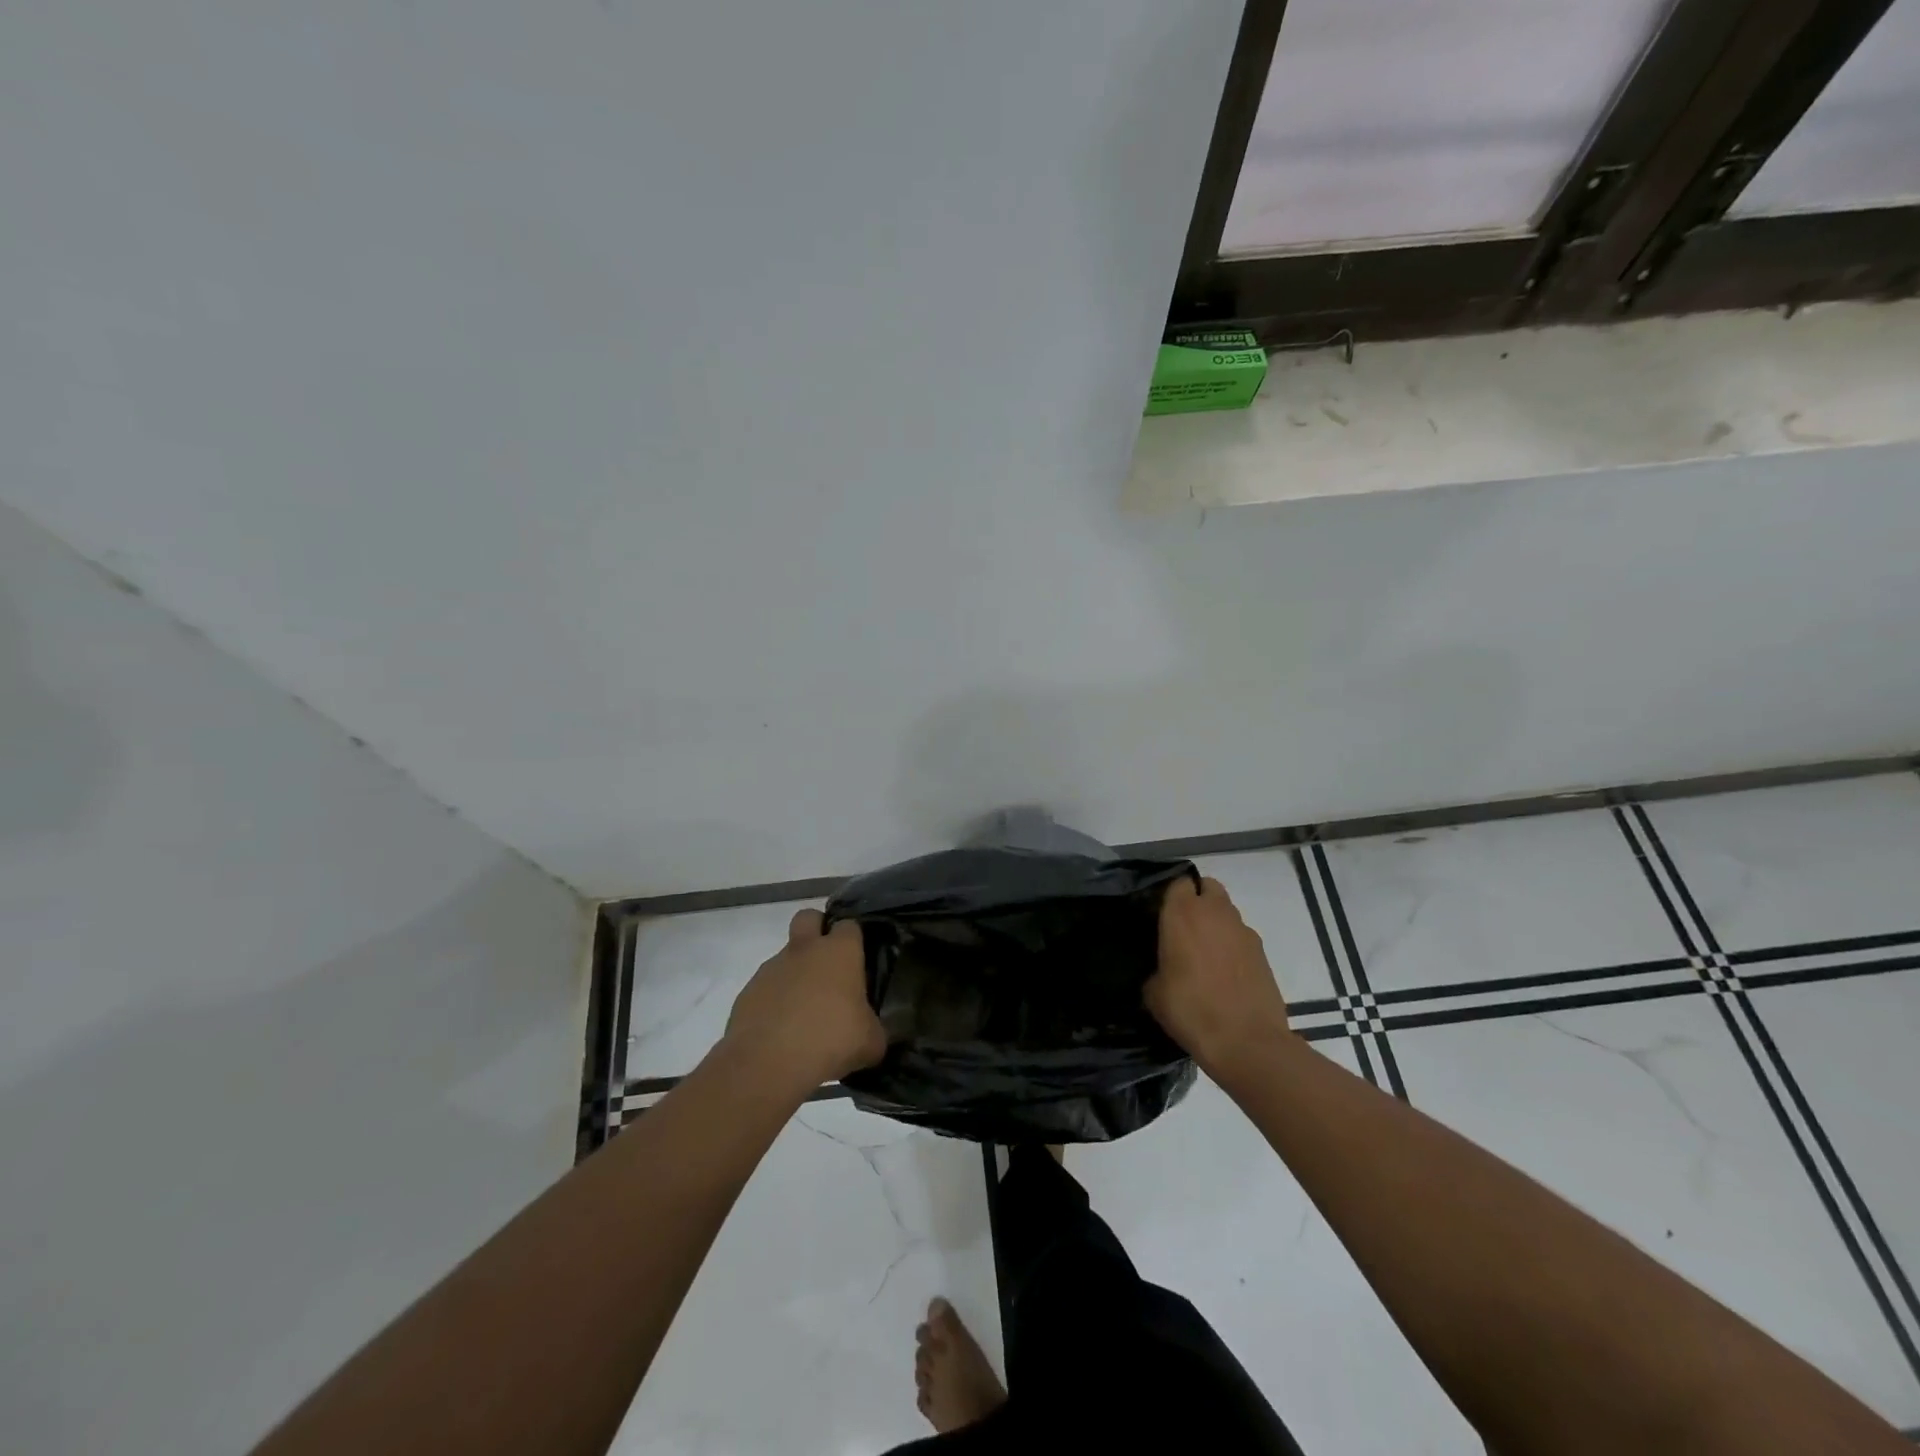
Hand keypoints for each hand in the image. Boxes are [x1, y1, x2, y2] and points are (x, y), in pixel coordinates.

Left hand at [720, 909, 886, 1093]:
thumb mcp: (871, 1042)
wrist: (768, 1063)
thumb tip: (870, 1030)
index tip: (859, 961)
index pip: (849, 925)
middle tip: (827, 965)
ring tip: (804, 1014)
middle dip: (817, 931)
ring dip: (795, 974)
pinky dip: (774, 1002)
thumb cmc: (830, 1041)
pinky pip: (766, 988)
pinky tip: (782, 1032)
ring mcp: (771, 969)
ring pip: (785, 957)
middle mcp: (804, 950)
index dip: (854, 939)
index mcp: (839, 952)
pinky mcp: (748, 993)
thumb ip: (874, 1028)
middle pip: (809, 917)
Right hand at [1145, 877, 1291, 1074]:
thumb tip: (1162, 969)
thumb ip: (1156, 968)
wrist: (1247, 1043)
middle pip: (1208, 887)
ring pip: (1227, 911)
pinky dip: (1232, 946)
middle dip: (1198, 899)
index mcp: (1183, 914)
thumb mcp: (1154, 993)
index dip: (1171, 895)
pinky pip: (1241, 937)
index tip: (1162, 914)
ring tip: (1205, 954)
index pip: (1178, 882)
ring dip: (1216, 923)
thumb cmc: (1191, 1010)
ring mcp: (1244, 931)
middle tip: (1184, 927)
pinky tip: (1225, 974)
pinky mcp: (1263, 953)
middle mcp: (1216, 913)